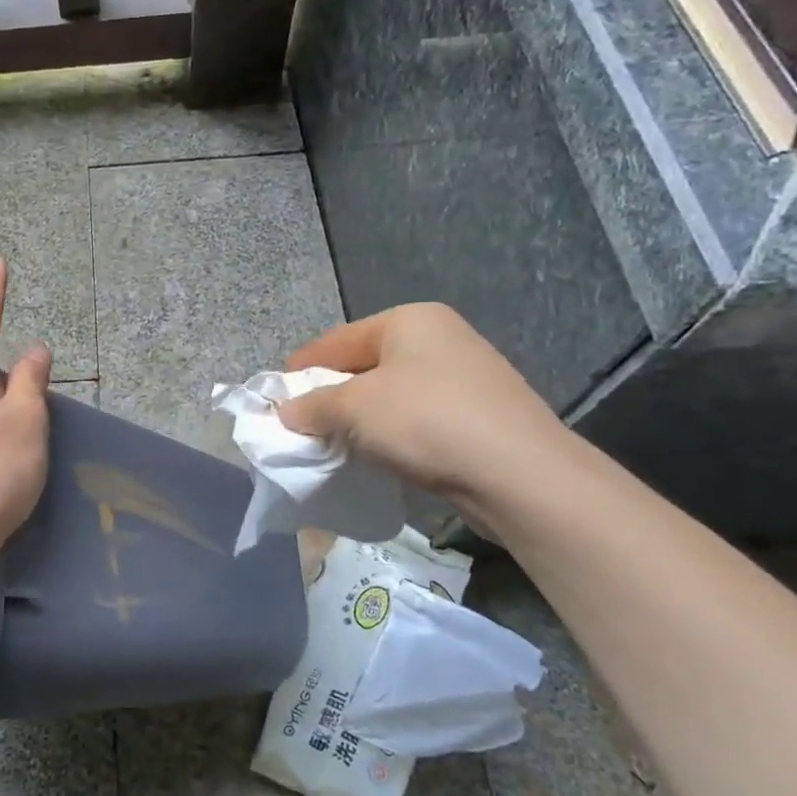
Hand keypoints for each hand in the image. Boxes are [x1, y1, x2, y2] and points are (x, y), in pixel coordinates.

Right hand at [278, 304, 568, 507]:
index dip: (302, 369)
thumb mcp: (354, 408)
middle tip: (302, 424)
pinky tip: (379, 455)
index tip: (276, 398)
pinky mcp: (480, 414)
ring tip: (335, 444)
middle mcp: (439, 337)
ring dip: (360, 418)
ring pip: (391, 393)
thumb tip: (287, 413)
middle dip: (331, 395)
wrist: (520, 475)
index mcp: (409, 320)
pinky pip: (418, 417)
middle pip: (365, 364)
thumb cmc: (427, 422)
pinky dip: (392, 433)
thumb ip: (312, 406)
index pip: (337, 340)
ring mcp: (466, 375)